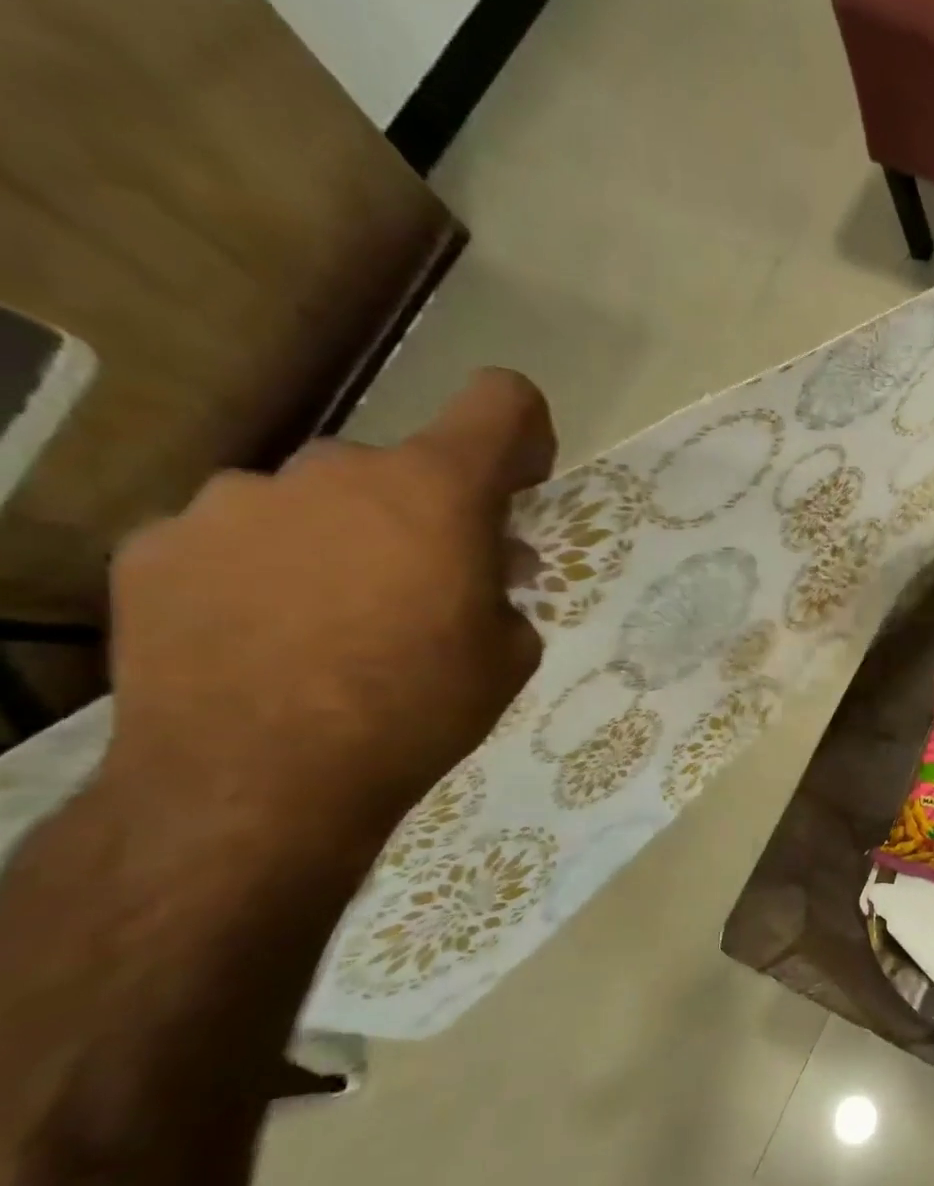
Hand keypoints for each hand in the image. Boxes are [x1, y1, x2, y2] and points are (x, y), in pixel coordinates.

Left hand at [102, 368, 556, 853]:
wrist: (258, 784)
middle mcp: (334, 470)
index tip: (518, 484)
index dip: (522, 432)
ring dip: (342, 542)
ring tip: (332, 624)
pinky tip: (262, 638)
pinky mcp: (158, 543)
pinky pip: (237, 538)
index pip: (500, 401)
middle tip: (423, 592)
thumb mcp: (509, 655)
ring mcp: (235, 500)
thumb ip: (505, 589)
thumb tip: (484, 565)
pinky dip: (264, 571)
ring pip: (314, 501)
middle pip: (400, 468)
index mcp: (436, 492)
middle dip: (423, 517)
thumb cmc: (418, 711)